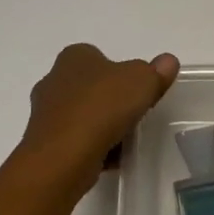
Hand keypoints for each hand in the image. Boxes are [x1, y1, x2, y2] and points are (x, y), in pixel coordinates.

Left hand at [18, 44, 179, 191]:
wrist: (63, 157)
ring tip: (125, 139)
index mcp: (74, 57)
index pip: (99, 56)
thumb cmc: (102, 108)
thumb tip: (167, 62)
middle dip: (111, 100)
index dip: (120, 72)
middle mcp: (54, 80)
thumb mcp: (142, 81)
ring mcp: (45, 114)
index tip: (137, 90)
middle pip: (91, 87)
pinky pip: (76, 140)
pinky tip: (110, 158)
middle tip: (134, 114)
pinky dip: (93, 147)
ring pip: (83, 115)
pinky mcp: (46, 143)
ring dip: (102, 125)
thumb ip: (156, 70)